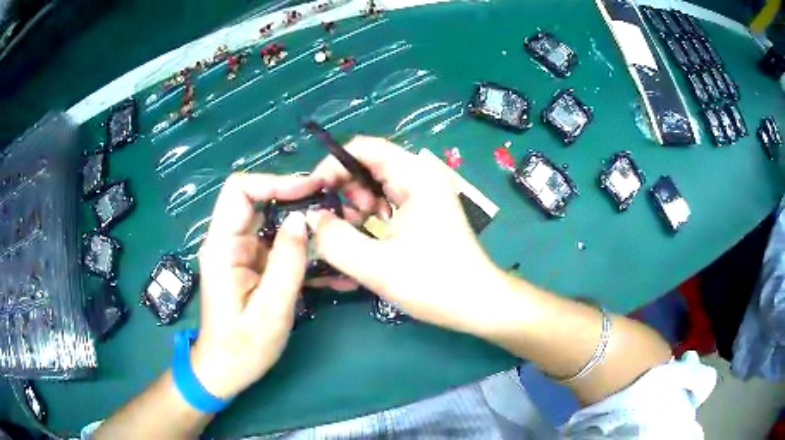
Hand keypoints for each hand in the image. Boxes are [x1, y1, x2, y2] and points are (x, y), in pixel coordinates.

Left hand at [191, 173, 320, 398]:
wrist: (226, 370)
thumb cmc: (242, 347)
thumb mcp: (270, 310)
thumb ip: (287, 263)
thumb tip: (303, 219)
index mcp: (223, 246)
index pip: (239, 190)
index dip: (274, 182)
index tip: (311, 190)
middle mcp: (229, 242)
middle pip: (260, 200)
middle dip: (297, 200)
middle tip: (332, 210)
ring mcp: (242, 253)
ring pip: (274, 221)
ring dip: (305, 225)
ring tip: (337, 234)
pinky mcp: (254, 265)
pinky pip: (279, 245)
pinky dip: (303, 248)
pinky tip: (330, 263)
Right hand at [307, 136, 510, 334]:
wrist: (477, 304)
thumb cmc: (434, 284)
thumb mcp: (376, 265)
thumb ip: (334, 240)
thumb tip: (310, 218)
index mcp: (415, 176)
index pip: (364, 148)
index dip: (333, 165)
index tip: (313, 194)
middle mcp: (420, 177)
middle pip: (369, 165)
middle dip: (345, 190)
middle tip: (338, 222)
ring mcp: (424, 195)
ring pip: (376, 185)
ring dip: (357, 206)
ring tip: (354, 234)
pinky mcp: (423, 212)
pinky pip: (387, 202)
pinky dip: (371, 216)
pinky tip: (369, 238)